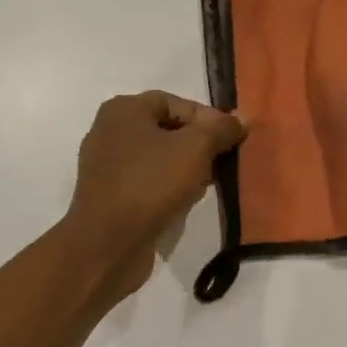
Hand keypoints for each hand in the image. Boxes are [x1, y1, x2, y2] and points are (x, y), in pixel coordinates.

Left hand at [65, 91, 246, 306]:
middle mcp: (109, 131)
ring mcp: (105, 166)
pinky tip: (185, 202)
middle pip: (167, 129)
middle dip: (198, 145)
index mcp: (123, 110)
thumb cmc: (150, 184)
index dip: (207, 118)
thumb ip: (221, 129)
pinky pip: (146, 181)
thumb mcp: (196, 149)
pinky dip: (167, 187)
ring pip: (158, 158)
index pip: (175, 102)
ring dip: (186, 168)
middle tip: (222, 162)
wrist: (107, 244)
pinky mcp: (108, 196)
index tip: (231, 139)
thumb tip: (241, 119)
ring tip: (206, 185)